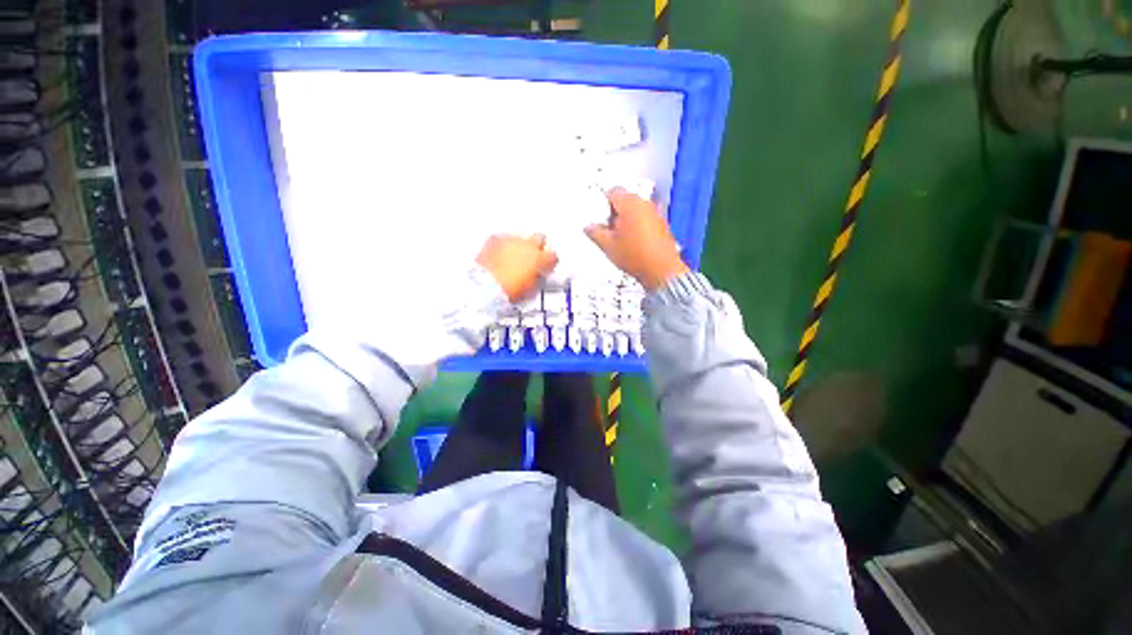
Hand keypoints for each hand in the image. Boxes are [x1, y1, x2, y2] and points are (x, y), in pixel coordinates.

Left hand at [476, 234, 558, 301]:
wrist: (484, 285)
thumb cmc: (510, 291)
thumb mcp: (530, 290)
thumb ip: (537, 280)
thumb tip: (538, 276)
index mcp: (540, 258)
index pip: (553, 256)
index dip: (550, 263)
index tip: (546, 269)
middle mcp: (528, 244)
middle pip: (539, 239)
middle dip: (537, 248)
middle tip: (532, 260)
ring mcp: (511, 239)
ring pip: (521, 238)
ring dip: (521, 246)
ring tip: (515, 257)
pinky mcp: (495, 238)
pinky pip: (505, 239)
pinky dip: (505, 246)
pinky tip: (502, 255)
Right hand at [585, 189, 688, 290]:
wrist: (661, 270)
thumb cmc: (634, 255)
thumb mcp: (608, 246)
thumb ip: (595, 233)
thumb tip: (588, 227)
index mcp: (630, 203)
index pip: (612, 192)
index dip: (602, 203)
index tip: (597, 217)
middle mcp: (644, 204)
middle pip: (624, 201)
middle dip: (614, 213)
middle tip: (606, 230)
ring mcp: (655, 213)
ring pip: (635, 211)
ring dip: (625, 220)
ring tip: (618, 238)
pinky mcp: (661, 225)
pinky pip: (644, 219)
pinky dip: (636, 226)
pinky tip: (632, 243)